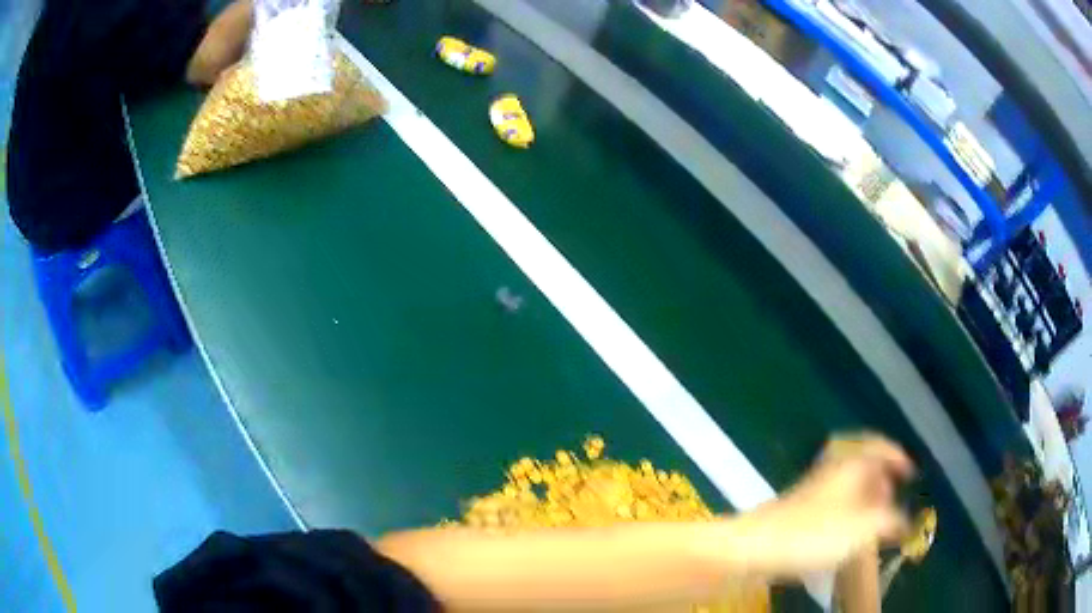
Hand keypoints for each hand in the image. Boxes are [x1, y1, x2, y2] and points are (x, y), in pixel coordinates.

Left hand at [728, 434, 913, 577]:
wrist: (760, 546)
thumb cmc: (818, 532)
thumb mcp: (866, 527)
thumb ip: (892, 521)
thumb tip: (906, 522)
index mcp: (853, 462)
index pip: (882, 446)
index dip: (899, 458)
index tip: (912, 474)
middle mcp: (835, 468)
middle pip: (866, 465)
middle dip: (883, 480)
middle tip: (895, 499)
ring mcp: (815, 487)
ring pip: (849, 486)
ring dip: (866, 499)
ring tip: (876, 520)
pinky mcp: (801, 509)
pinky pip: (835, 504)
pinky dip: (849, 513)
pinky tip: (850, 533)